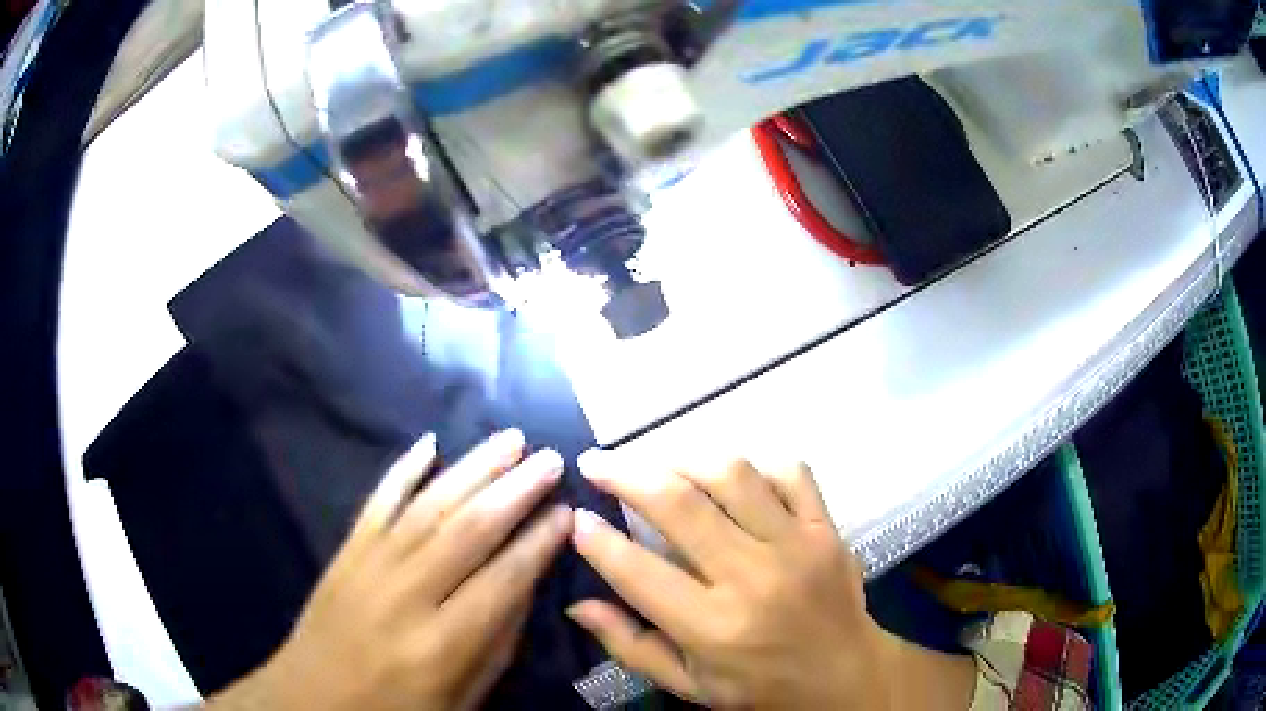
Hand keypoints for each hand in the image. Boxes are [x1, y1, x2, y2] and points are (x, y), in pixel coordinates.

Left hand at [207, 430, 571, 710]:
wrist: (312, 699)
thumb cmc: (396, 710)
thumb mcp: (462, 699)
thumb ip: (496, 644)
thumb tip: (525, 583)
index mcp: (441, 644)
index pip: (503, 580)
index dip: (539, 542)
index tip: (568, 511)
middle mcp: (406, 595)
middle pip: (468, 530)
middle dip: (516, 490)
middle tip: (550, 457)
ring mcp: (370, 566)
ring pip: (428, 505)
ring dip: (473, 468)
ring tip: (509, 439)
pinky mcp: (345, 552)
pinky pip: (377, 502)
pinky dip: (403, 469)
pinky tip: (429, 443)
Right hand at [568, 454, 974, 709]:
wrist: (846, 675)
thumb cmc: (759, 687)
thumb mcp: (687, 685)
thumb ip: (630, 646)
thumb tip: (577, 603)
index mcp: (713, 628)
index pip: (638, 571)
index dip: (596, 539)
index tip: (575, 517)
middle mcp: (753, 579)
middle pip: (679, 505)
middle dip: (626, 474)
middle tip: (597, 462)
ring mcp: (797, 546)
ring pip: (733, 475)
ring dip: (685, 460)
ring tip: (658, 465)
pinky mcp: (827, 528)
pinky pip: (791, 473)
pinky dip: (756, 465)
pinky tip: (733, 478)